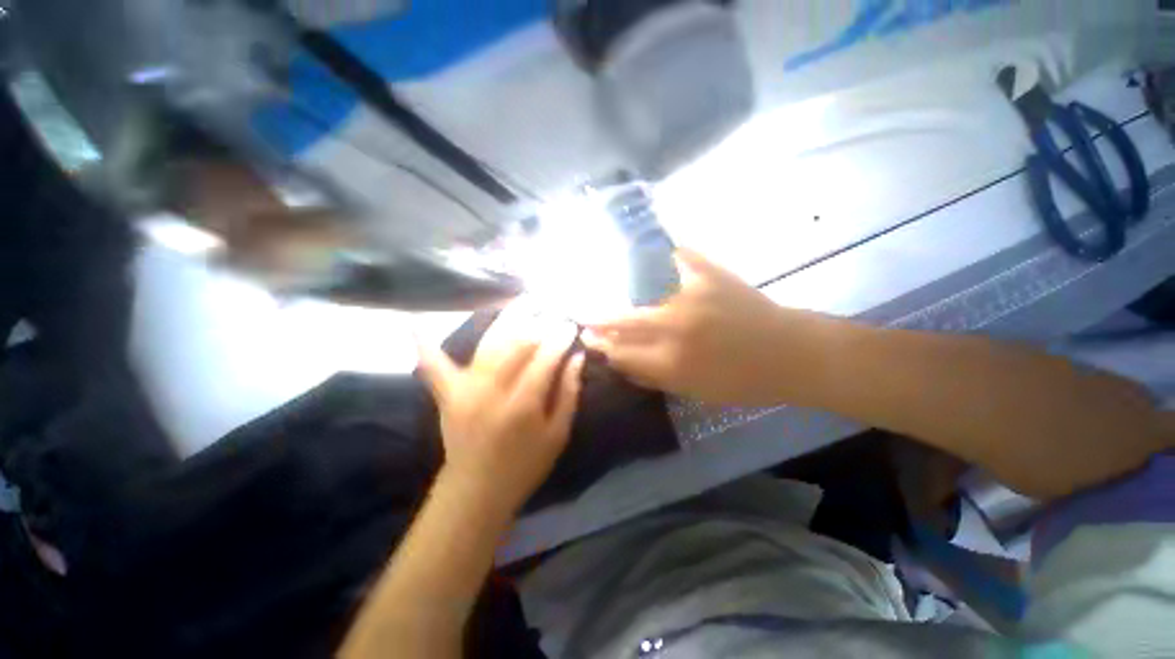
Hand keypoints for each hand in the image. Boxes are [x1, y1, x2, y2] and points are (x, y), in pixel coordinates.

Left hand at [417, 307, 584, 513]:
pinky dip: (425, 343)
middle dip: (538, 323)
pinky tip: (415, 320)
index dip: (559, 337)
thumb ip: (569, 393)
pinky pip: (434, 364)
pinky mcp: (448, 393)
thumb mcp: (558, 434)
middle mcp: (493, 390)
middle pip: (518, 344)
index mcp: (524, 403)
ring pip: (489, 343)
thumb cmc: (525, 465)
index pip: (545, 358)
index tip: (569, 324)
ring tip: (523, 301)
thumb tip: (576, 357)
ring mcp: (466, 389)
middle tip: (552, 310)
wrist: (477, 491)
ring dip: (507, 318)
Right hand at [584, 250, 826, 406]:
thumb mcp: (694, 391)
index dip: (602, 346)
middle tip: (586, 318)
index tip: (589, 339)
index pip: (621, 352)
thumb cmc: (743, 381)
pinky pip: (678, 258)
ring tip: (608, 288)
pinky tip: (651, 255)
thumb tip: (620, 361)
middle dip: (600, 321)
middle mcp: (674, 327)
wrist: (790, 353)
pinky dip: (664, 256)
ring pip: (641, 289)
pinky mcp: (710, 274)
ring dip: (621, 291)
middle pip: (623, 321)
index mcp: (671, 362)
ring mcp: (691, 295)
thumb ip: (653, 376)